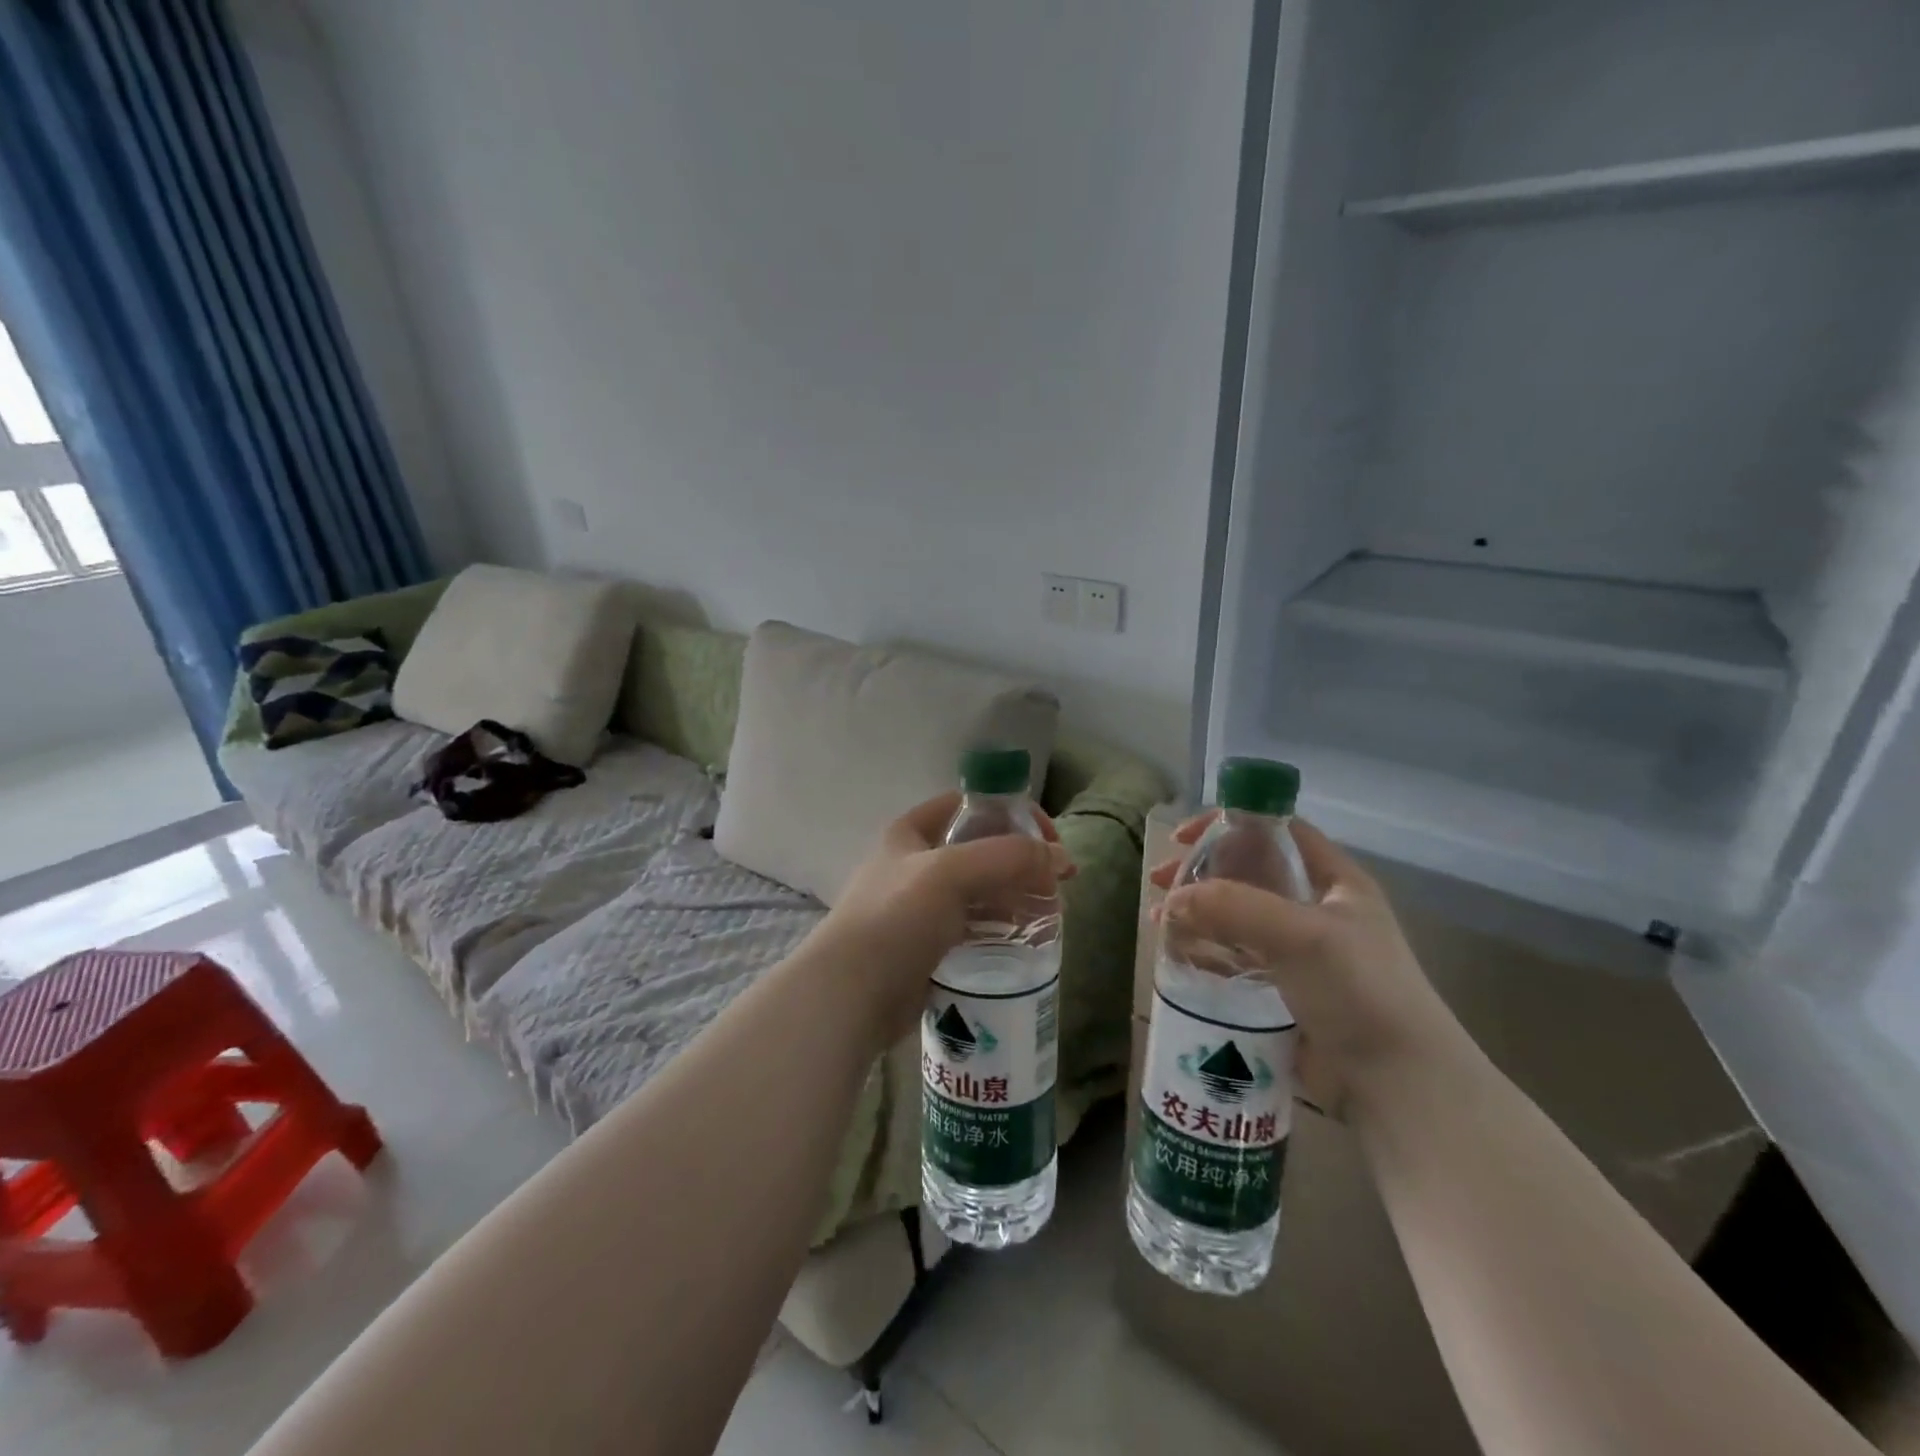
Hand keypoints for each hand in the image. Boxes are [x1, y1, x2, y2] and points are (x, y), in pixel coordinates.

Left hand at [810, 792, 1074, 1048]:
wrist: (850, 995)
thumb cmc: (895, 919)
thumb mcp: (951, 873)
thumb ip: (1008, 856)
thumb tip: (1061, 857)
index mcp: (912, 832)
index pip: (970, 805)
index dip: (1013, 813)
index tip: (1048, 840)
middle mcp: (915, 863)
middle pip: (980, 849)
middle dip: (1020, 862)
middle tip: (1058, 885)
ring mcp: (921, 906)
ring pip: (980, 891)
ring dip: (1015, 896)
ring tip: (1050, 915)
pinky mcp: (928, 945)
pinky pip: (974, 927)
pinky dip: (1001, 928)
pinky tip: (1026, 940)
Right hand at [1153, 814, 1461, 1116]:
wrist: (1397, 1084)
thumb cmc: (1359, 990)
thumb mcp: (1302, 935)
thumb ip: (1234, 907)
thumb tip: (1172, 900)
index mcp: (1334, 880)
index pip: (1277, 830)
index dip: (1230, 823)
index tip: (1184, 837)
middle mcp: (1315, 908)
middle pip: (1248, 872)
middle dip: (1202, 872)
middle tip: (1161, 882)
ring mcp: (1298, 950)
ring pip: (1236, 916)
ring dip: (1197, 913)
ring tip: (1160, 923)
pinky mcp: (1282, 988)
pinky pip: (1234, 957)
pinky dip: (1205, 951)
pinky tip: (1177, 956)